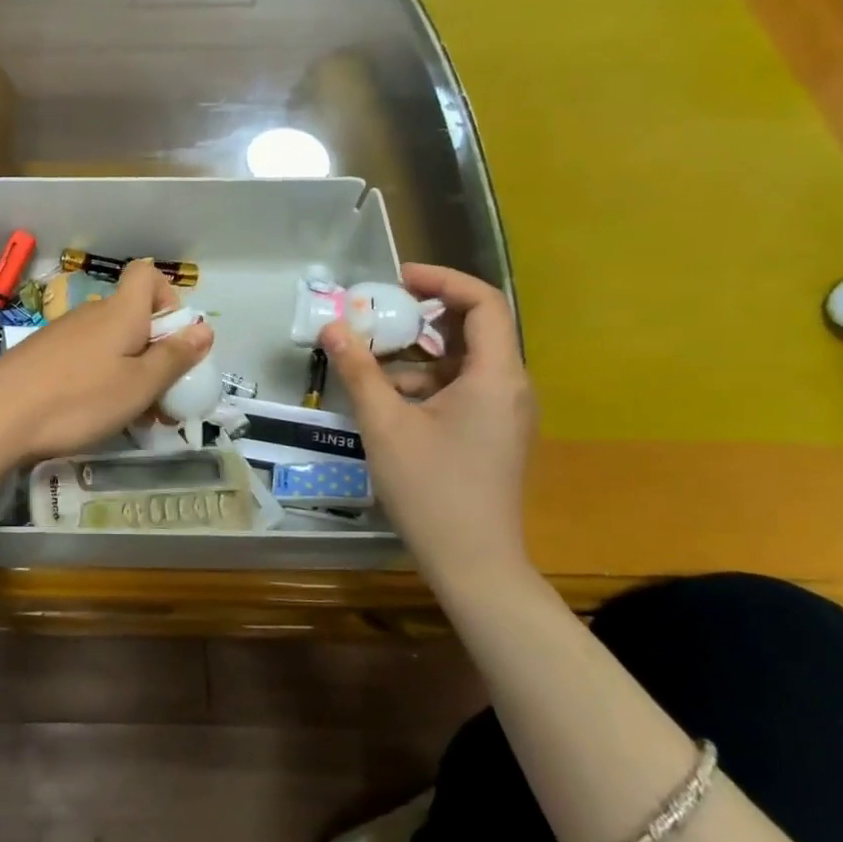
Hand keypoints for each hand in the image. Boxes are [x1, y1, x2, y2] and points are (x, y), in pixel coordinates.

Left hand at [0, 259, 213, 466]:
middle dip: (153, 352)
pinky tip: (90, 414)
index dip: (168, 299)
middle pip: (132, 317)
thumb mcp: (138, 386)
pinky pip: (82, 358)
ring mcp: (61, 333)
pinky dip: (97, 379)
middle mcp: (91, 314)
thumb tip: (204, 328)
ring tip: (128, 416)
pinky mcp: (40, 355)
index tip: (174, 340)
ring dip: (127, 372)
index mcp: (121, 312)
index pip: (147, 275)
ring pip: (108, 343)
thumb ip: (174, 357)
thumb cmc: (78, 400)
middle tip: (159, 398)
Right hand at [320, 263, 535, 569]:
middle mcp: (510, 386)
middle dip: (422, 317)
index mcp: (496, 376)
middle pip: (473, 329)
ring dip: (416, 356)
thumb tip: (332, 328)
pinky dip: (425, 384)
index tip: (397, 279)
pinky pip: (461, 390)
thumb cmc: (430, 488)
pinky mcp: (493, 433)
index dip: (442, 280)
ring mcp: (504, 412)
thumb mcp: (385, 424)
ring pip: (462, 363)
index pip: (483, 302)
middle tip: (376, 315)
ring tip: (368, 363)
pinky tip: (385, 402)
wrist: (473, 562)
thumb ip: (359, 370)